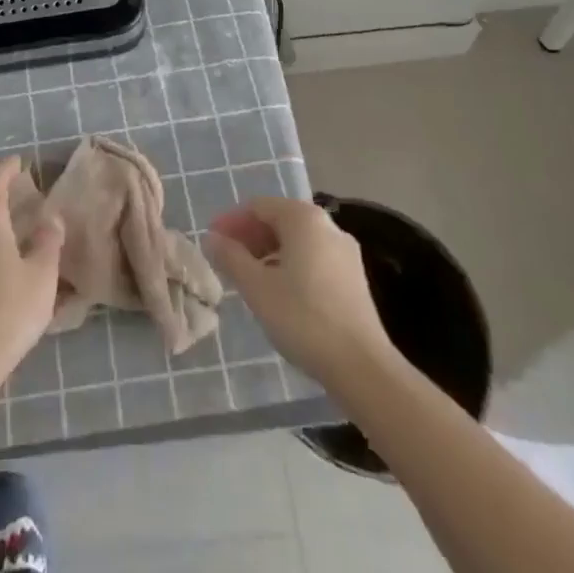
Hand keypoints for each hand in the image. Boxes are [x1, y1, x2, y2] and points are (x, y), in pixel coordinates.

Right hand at [207, 197, 393, 387]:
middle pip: (279, 220)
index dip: (231, 221)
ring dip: (268, 252)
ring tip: (249, 278)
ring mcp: (344, 252)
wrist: (362, 367)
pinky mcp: (353, 278)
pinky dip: (290, 265)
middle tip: (227, 260)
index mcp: (304, 218)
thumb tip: (211, 238)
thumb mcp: (256, 287)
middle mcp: (327, 226)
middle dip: (250, 236)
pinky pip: (313, 258)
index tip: (212, 241)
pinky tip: (279, 292)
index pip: (258, 206)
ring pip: (297, 241)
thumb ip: (231, 257)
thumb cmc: (303, 318)